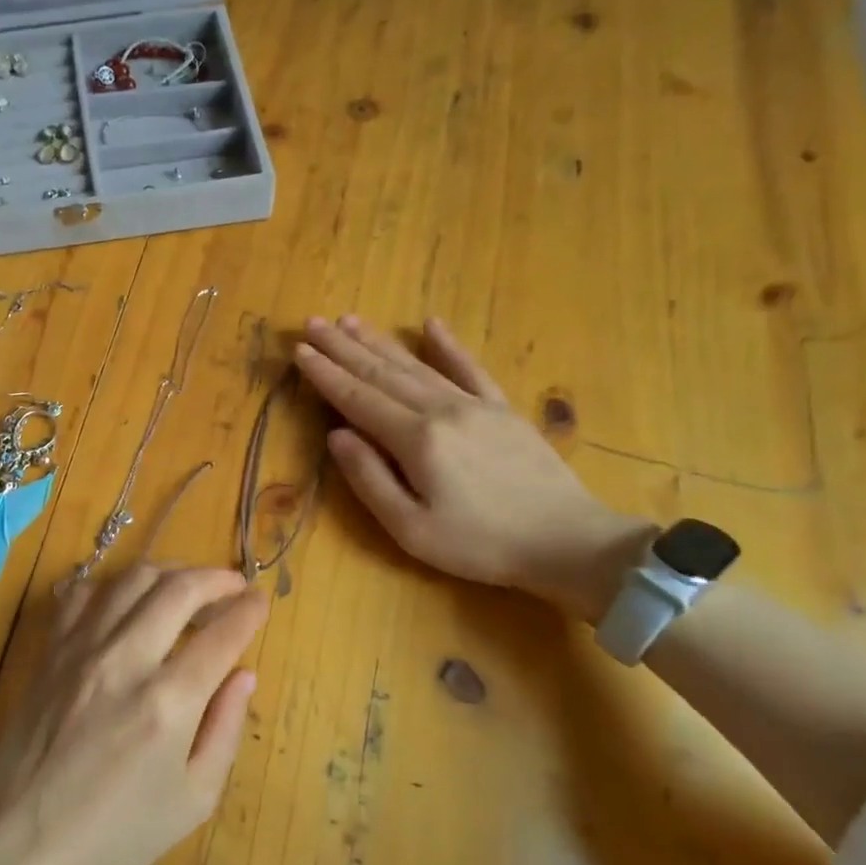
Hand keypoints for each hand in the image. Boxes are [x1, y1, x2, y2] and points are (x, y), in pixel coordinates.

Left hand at [0, 566, 268, 864]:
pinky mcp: (50, 651)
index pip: (221, 634)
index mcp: (168, 703)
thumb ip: (225, 728)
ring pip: (132, 579)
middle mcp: (125, 661)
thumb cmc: (118, 833)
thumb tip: (243, 673)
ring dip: (170, 572)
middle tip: (232, 584)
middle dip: (215, 578)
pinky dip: (113, 586)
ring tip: (187, 584)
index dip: (248, 610)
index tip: (260, 601)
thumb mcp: (194, 799)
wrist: (24, 844)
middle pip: (178, 589)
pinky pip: (83, 594)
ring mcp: (81, 650)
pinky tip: (127, 599)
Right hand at [293, 316, 653, 620]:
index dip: (325, 374)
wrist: (566, 542)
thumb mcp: (410, 528)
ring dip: (380, 341)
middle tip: (312, 323)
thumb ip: (369, 479)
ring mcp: (475, 405)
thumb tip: (336, 435)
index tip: (299, 350)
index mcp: (415, 439)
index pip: (357, 398)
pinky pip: (469, 368)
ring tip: (350, 320)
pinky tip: (430, 325)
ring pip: (416, 364)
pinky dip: (448, 345)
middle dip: (343, 347)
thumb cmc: (479, 544)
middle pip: (381, 373)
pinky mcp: (502, 409)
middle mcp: (441, 409)